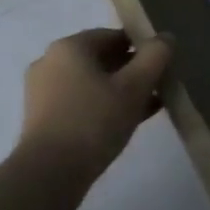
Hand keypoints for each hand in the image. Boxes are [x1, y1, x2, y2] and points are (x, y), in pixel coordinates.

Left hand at [16, 29, 173, 195]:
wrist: (50, 173)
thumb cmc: (94, 121)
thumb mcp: (134, 87)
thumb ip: (155, 57)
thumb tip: (166, 37)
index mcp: (70, 47)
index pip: (114, 36)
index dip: (142, 48)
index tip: (163, 66)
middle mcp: (51, 61)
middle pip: (102, 58)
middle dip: (132, 71)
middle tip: (158, 87)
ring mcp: (43, 90)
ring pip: (92, 82)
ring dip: (120, 90)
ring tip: (149, 107)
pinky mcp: (43, 117)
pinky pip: (81, 101)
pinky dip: (103, 106)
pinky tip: (127, 122)